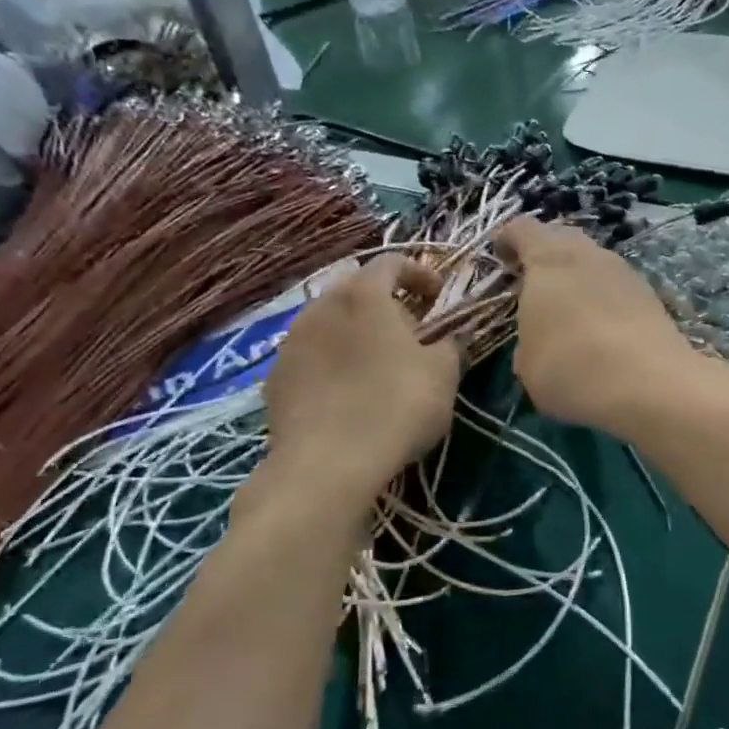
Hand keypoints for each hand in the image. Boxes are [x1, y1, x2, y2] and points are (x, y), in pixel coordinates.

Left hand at [262, 255, 462, 498]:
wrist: (327, 465)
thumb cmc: (397, 406)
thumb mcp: (443, 374)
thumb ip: (451, 344)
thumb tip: (452, 336)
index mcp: (364, 295)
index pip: (391, 262)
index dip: (419, 272)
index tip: (438, 296)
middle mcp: (322, 306)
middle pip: (355, 289)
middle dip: (385, 302)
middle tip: (409, 330)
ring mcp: (291, 342)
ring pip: (328, 322)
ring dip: (354, 332)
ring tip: (376, 363)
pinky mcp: (275, 378)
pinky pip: (310, 356)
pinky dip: (331, 361)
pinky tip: (346, 392)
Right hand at [494, 216, 703, 438]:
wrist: (650, 384)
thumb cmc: (571, 367)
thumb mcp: (527, 365)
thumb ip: (527, 340)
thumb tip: (539, 340)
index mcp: (548, 259)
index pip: (522, 229)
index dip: (507, 239)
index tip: (499, 257)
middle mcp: (587, 254)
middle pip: (561, 239)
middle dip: (544, 257)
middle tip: (533, 285)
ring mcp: (624, 272)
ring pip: (592, 263)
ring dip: (577, 279)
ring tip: (567, 312)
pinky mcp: (650, 296)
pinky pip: (615, 288)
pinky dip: (603, 301)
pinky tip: (600, 331)